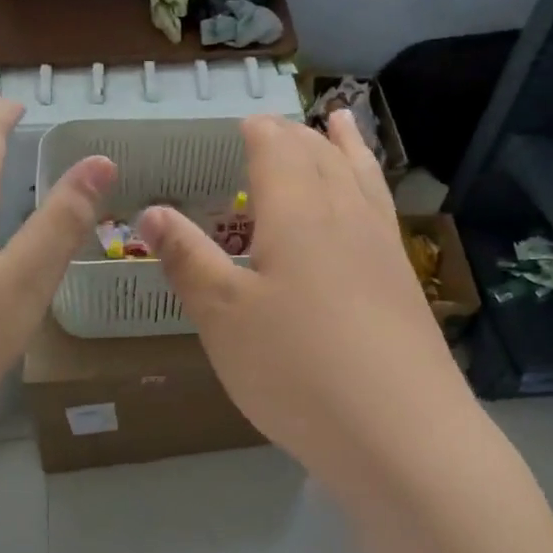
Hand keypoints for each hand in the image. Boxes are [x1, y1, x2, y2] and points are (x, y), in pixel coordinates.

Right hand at [137, 111, 468, 461]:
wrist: (399, 431)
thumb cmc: (295, 368)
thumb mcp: (223, 316)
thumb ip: (188, 259)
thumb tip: (150, 212)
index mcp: (296, 211)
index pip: (277, 149)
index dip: (259, 131)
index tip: (243, 123)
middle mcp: (343, 214)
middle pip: (320, 156)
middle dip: (295, 135)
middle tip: (276, 128)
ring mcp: (381, 245)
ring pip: (360, 175)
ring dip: (345, 145)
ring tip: (339, 121)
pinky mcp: (403, 279)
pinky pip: (382, 208)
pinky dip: (371, 183)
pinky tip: (368, 201)